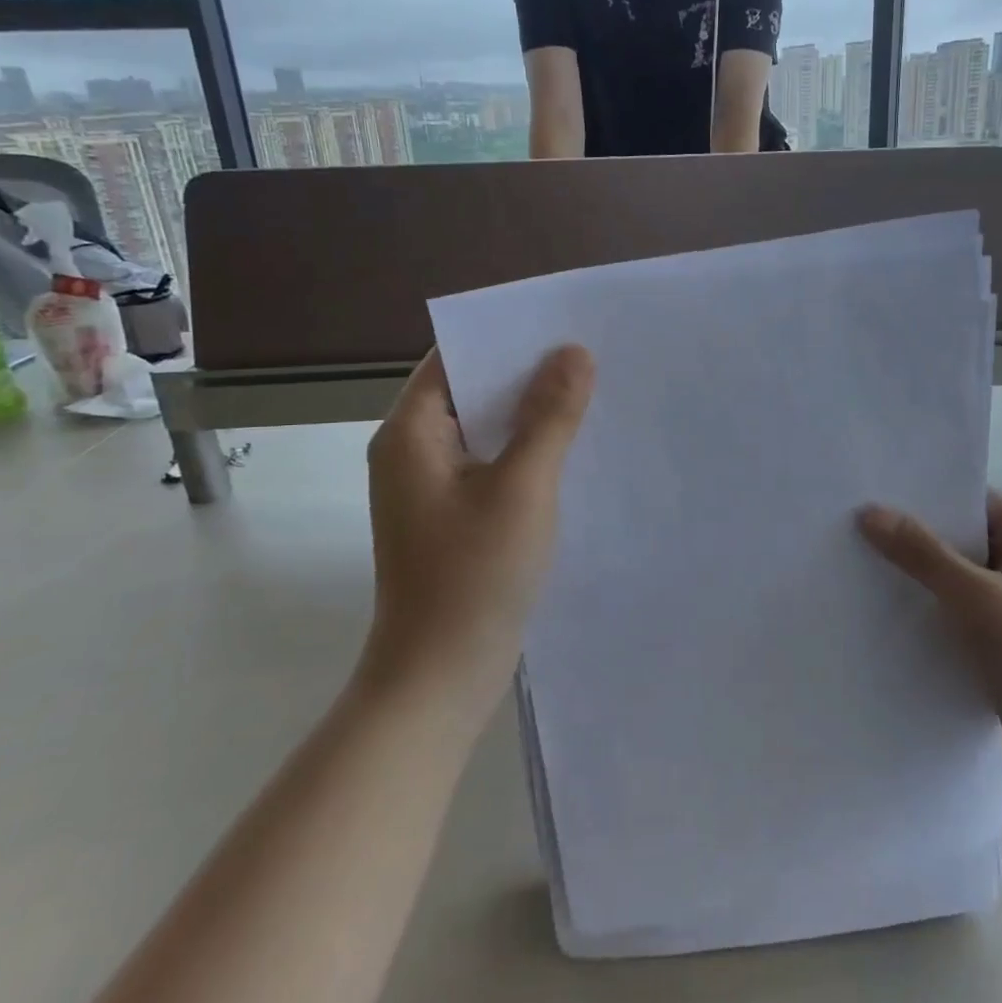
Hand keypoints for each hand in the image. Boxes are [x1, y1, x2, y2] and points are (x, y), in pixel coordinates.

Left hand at [363, 345, 593, 729]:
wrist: (440, 676)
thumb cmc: (474, 575)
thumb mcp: (521, 487)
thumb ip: (548, 417)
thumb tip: (573, 352)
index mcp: (411, 434)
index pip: (454, 359)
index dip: (505, 339)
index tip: (561, 326)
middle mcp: (412, 453)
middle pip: (470, 392)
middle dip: (526, 376)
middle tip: (590, 358)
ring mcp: (431, 489)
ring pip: (485, 432)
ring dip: (529, 416)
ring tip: (590, 395)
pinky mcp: (452, 518)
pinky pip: (491, 466)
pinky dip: (525, 453)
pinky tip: (570, 452)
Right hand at [859, 492, 1001, 793]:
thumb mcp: (980, 598)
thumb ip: (923, 554)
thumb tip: (869, 511)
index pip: (968, 498)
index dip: (920, 493)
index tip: (868, 489)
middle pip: (956, 536)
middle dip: (909, 534)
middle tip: (848, 524)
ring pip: (951, 575)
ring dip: (914, 574)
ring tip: (853, 561)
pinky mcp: (1000, 637)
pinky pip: (954, 609)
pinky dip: (925, 608)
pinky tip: (880, 608)